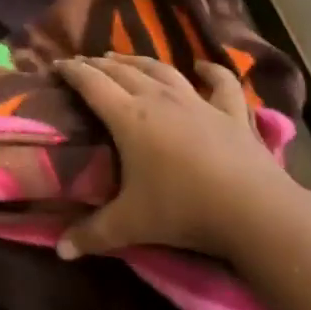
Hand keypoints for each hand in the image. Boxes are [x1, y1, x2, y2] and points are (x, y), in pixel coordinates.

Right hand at [53, 54, 297, 261]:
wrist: (253, 210)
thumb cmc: (183, 210)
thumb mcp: (131, 225)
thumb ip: (93, 234)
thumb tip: (60, 250)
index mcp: (129, 117)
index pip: (92, 84)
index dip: (72, 71)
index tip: (57, 64)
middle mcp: (159, 99)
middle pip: (122, 72)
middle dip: (100, 64)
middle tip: (85, 63)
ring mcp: (197, 102)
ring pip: (162, 70)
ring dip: (139, 61)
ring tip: (123, 58)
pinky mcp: (231, 113)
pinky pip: (221, 84)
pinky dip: (212, 71)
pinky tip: (203, 66)